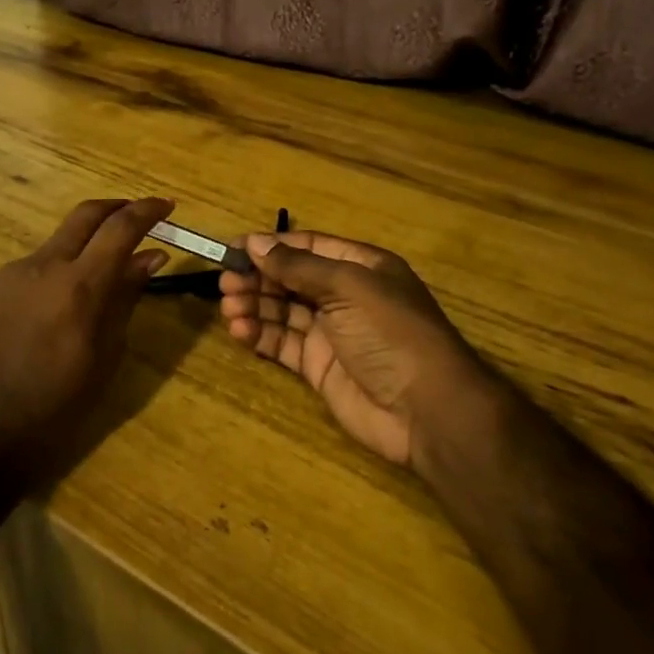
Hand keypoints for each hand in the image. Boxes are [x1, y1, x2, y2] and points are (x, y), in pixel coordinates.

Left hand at [0, 197, 173, 484]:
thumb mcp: (105, 356)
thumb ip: (126, 298)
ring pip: (57, 243)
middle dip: (116, 208)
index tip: (167, 206)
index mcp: (79, 286)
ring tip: (96, 280)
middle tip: (137, 218)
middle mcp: (44, 266)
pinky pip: (31, 268)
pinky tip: (54, 308)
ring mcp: (11, 273)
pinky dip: (54, 273)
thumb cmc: (57, 407)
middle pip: (85, 215)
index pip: (121, 228)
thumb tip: (151, 256)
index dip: (147, 210)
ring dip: (83, 247)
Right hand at [220, 231, 484, 466]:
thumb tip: (255, 243)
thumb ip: (298, 266)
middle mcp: (344, 295)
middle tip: (225, 283)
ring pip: (283, 310)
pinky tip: (240, 330)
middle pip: (291, 278)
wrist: (428, 410)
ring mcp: (331, 333)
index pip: (307, 247)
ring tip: (228, 307)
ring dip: (254, 305)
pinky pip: (283, 343)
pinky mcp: (319, 367)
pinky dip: (260, 334)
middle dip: (258, 278)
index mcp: (360, 267)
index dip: (271, 247)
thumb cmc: (392, 332)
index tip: (233, 249)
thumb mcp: (348, 287)